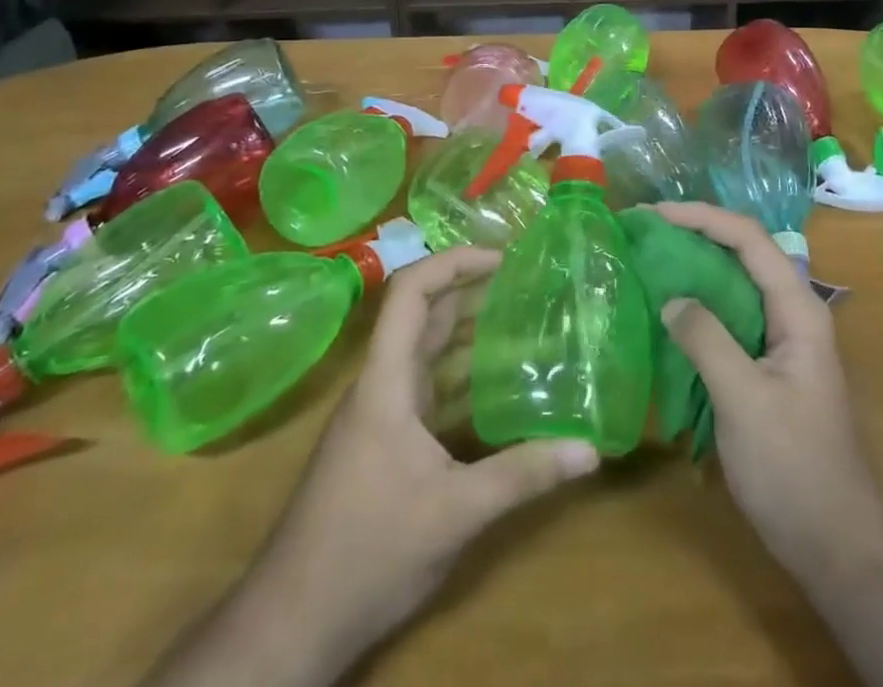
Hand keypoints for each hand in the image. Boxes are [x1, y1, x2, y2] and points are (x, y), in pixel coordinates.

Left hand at [153, 248, 598, 686]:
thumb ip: (522, 476)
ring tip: (522, 318)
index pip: (411, 292)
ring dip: (467, 329)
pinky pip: (426, 385)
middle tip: (527, 282)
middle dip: (472, 288)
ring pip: (424, 350)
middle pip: (423, 314)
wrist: (292, 624)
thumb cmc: (367, 553)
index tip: (503, 259)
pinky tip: (496, 384)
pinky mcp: (384, 441)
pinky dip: (460, 372)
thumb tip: (590, 450)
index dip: (453, 262)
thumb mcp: (454, 514)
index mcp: (385, 381)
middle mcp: (380, 384)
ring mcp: (379, 413)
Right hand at [649, 203, 882, 580]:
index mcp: (798, 309)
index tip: (655, 214)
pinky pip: (728, 316)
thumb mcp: (744, 400)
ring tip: (649, 256)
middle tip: (645, 229)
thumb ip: (707, 341)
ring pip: (734, 282)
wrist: (834, 542)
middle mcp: (792, 312)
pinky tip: (666, 309)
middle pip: (742, 252)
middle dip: (695, 232)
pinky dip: (697, 302)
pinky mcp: (764, 364)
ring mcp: (779, 339)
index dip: (703, 217)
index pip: (749, 239)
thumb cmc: (793, 467)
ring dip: (694, 264)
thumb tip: (670, 298)